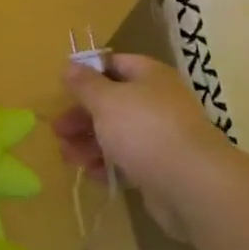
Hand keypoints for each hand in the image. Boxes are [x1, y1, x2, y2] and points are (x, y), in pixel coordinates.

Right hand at [53, 54, 240, 236]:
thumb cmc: (144, 130)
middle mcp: (158, 102)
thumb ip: (85, 84)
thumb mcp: (106, 100)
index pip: (115, 64)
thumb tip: (70, 65)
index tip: (63, 90)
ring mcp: (161, 136)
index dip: (88, 74)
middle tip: (57, 131)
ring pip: (117, 134)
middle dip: (82, 117)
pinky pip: (128, 161)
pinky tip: (92, 174)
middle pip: (112, 103)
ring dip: (89, 143)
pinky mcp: (161, 167)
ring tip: (68, 157)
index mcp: (150, 76)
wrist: (191, 184)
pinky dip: (108, 165)